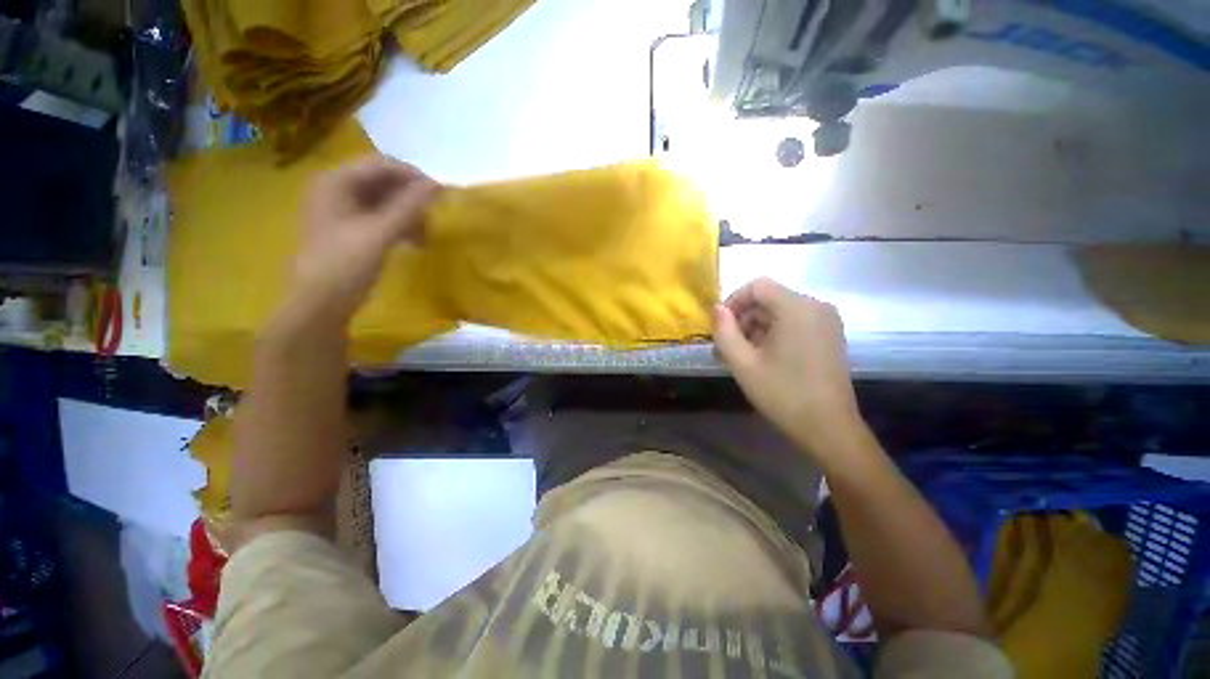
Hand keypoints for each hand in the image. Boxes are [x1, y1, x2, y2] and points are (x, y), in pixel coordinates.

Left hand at [292, 155, 440, 320]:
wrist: (321, 303)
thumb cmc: (346, 264)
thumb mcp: (380, 233)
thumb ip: (409, 207)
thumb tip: (438, 186)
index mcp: (336, 181)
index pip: (381, 165)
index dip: (414, 176)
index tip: (442, 194)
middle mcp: (337, 188)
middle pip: (383, 181)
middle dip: (412, 197)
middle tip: (436, 214)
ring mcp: (342, 209)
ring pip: (384, 200)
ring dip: (409, 213)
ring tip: (427, 233)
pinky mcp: (350, 227)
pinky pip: (380, 216)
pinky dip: (400, 225)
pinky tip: (415, 240)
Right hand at [712, 278, 864, 460]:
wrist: (829, 428)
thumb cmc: (783, 394)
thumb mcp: (743, 363)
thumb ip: (724, 331)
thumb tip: (717, 309)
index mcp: (797, 308)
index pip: (757, 286)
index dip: (733, 301)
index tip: (720, 326)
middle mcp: (816, 307)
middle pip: (769, 299)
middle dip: (743, 319)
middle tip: (725, 347)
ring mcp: (826, 321)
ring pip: (779, 312)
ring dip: (755, 329)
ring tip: (739, 356)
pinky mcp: (829, 336)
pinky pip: (794, 324)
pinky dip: (773, 334)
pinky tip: (761, 358)